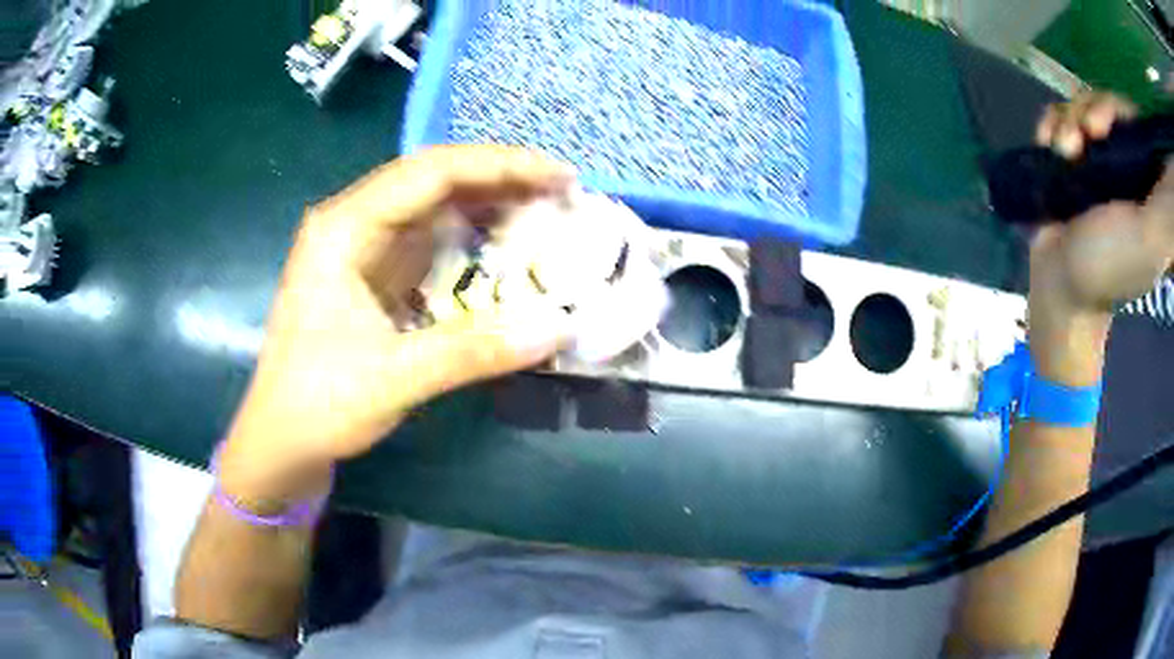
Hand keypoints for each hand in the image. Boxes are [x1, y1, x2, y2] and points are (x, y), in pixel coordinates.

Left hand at [218, 145, 576, 503]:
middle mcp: (351, 223)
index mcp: (344, 228)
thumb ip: (474, 352)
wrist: (280, 442)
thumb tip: (559, 327)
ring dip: (487, 206)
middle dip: (500, 179)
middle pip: (433, 179)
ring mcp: (360, 248)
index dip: (500, 166)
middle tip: (562, 193)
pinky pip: (428, 242)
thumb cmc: (317, 406)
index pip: (431, 172)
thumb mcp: (393, 379)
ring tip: (544, 214)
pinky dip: (470, 241)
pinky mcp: (371, 274)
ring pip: (432, 207)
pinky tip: (503, 249)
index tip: (559, 176)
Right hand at [1029, 92, 1173, 384]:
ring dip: (1067, 120)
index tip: (1100, 126)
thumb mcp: (1148, 241)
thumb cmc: (1105, 266)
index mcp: (1145, 182)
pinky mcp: (1074, 161)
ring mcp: (1099, 162)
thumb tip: (1169, 174)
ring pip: (1083, 107)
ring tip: (1060, 149)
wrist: (1057, 284)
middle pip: (1108, 107)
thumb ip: (1167, 213)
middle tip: (1083, 136)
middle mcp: (1125, 166)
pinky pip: (1062, 118)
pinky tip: (1046, 140)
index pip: (1135, 122)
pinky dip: (1051, 122)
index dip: (1117, 111)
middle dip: (1090, 111)